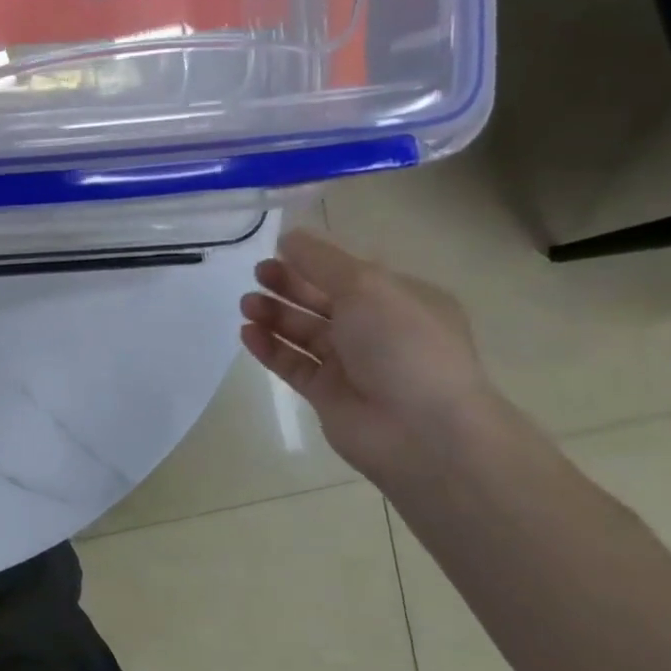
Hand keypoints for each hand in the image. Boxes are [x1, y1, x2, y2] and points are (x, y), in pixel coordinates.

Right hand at [240, 230, 502, 484]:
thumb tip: (288, 237)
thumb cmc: (403, 345)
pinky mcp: (327, 394)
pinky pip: (292, 364)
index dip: (314, 261)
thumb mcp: (366, 286)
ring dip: (275, 314)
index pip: (351, 273)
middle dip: (289, 284)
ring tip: (247, 304)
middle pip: (323, 300)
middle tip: (258, 274)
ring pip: (304, 332)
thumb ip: (321, 260)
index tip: (278, 250)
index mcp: (400, 300)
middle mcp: (377, 330)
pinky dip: (269, 347)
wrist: (423, 432)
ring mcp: (352, 365)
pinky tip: (247, 332)